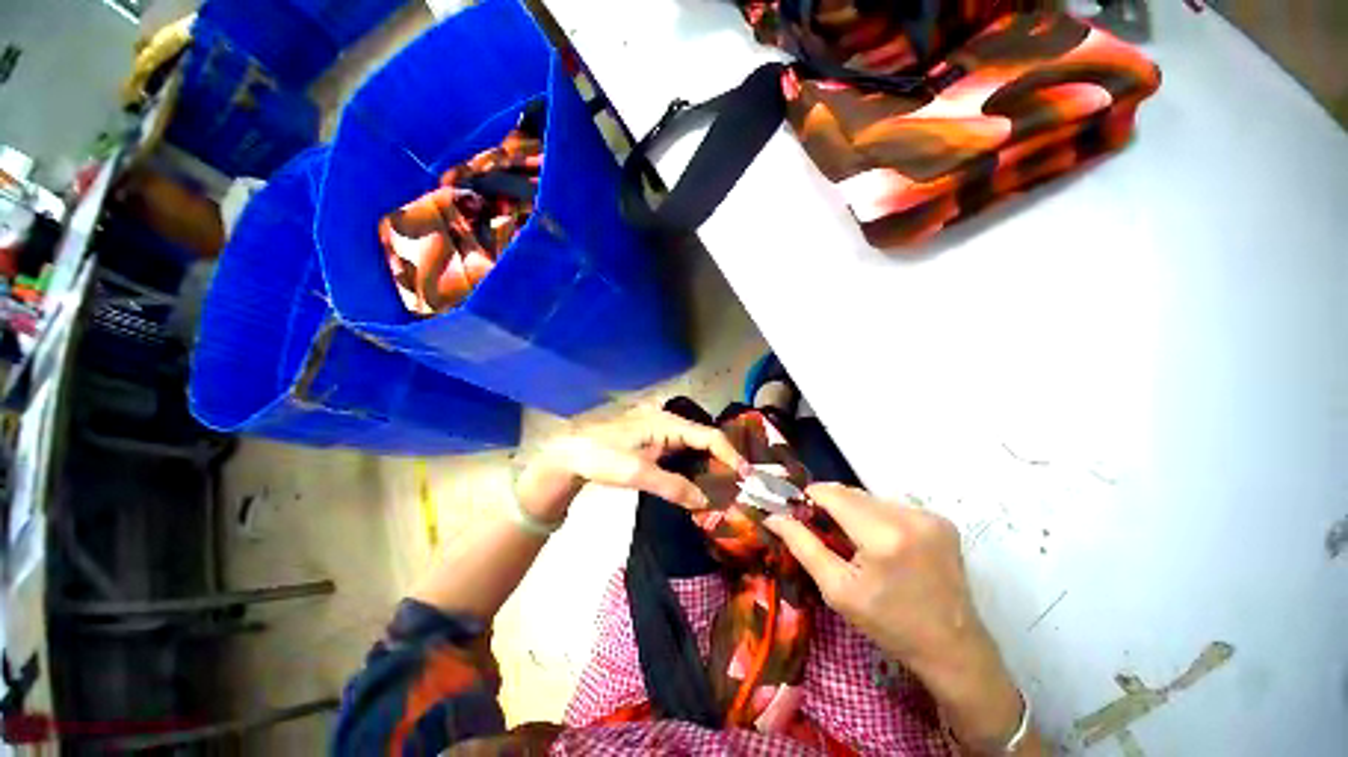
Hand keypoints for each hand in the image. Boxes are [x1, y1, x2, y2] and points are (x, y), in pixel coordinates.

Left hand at [516, 408, 750, 521]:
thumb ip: (673, 486)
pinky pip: (681, 449)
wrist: (571, 454)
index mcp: (667, 423)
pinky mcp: (653, 440)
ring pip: (693, 444)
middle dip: (723, 459)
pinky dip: (693, 463)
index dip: (730, 454)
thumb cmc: (603, 458)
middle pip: (704, 438)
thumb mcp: (638, 473)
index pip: (708, 436)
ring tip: (725, 484)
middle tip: (739, 484)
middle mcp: (668, 421)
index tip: (747, 476)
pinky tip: (698, 478)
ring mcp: (660, 429)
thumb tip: (705, 502)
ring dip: (709, 462)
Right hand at [766, 483, 1035, 753]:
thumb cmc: (889, 624)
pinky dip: (877, 516)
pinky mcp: (941, 520)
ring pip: (871, 497)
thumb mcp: (837, 590)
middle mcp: (908, 516)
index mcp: (882, 535)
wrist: (953, 648)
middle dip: (832, 506)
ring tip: (855, 541)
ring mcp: (929, 516)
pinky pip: (892, 506)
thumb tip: (772, 517)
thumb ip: (802, 546)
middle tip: (824, 531)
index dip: (811, 497)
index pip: (833, 493)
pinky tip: (881, 543)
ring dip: (855, 510)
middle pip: (852, 492)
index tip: (800, 513)